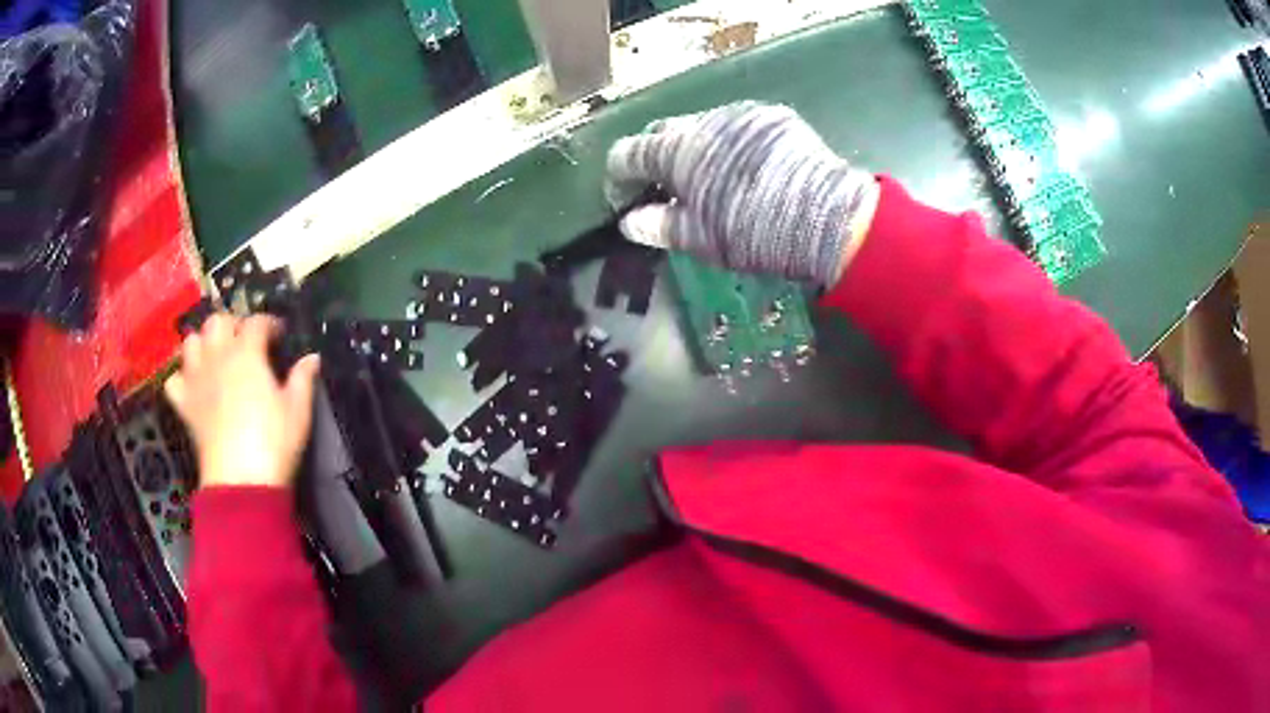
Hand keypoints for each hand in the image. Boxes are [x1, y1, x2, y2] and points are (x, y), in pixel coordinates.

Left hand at [164, 313, 320, 489]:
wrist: (241, 481)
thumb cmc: (273, 443)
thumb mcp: (297, 411)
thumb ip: (302, 379)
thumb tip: (312, 358)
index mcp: (247, 353)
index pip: (256, 322)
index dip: (269, 323)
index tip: (279, 335)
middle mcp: (217, 356)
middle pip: (218, 321)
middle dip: (232, 325)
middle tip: (244, 342)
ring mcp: (196, 378)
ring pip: (191, 341)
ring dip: (203, 343)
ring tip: (216, 356)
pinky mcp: (184, 404)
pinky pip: (173, 379)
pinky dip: (182, 377)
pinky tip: (193, 385)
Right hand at [605, 101, 879, 286]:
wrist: (824, 217)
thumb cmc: (752, 232)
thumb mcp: (700, 239)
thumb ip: (659, 226)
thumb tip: (630, 222)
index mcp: (677, 151)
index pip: (628, 154)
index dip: (618, 178)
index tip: (624, 201)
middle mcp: (702, 122)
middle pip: (662, 132)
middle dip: (654, 158)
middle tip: (665, 188)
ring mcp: (740, 114)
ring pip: (702, 126)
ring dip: (694, 148)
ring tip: (710, 178)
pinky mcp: (771, 116)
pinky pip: (737, 126)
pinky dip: (729, 144)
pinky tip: (746, 168)